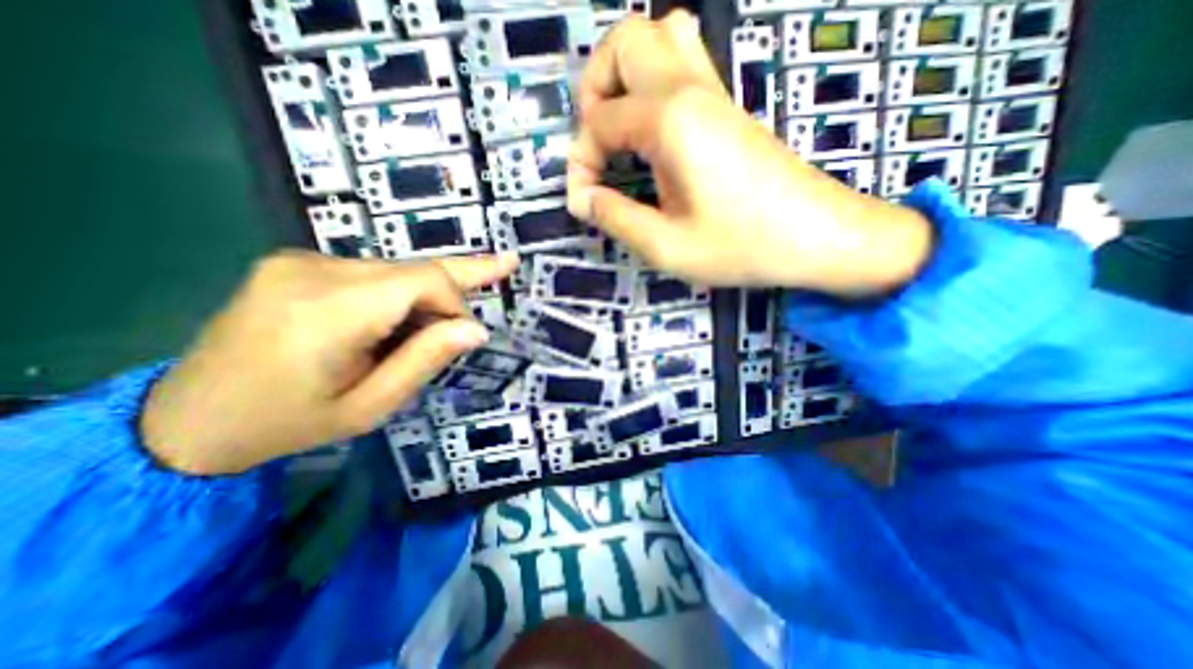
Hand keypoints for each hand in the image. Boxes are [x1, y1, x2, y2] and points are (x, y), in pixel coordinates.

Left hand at [142, 252, 518, 475]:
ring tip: (432, 328)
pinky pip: (373, 272)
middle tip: (508, 264)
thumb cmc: (288, 423)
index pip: (423, 280)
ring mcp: (299, 260)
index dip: (457, 302)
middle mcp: (313, 270)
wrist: (188, 418)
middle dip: (454, 289)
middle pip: (414, 268)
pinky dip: (399, 293)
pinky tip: (398, 319)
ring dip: (425, 296)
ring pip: (397, 269)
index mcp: (329, 311)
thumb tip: (477, 329)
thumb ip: (425, 360)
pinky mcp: (295, 262)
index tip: (468, 335)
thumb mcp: (370, 406)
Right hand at [564, 11, 931, 293]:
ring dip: (626, 74)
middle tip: (597, 142)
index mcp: (669, 121)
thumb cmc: (741, 245)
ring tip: (620, 127)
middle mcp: (689, 89)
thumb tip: (582, 199)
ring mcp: (714, 92)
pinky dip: (653, 82)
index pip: (599, 122)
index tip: (584, 202)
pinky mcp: (727, 108)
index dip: (580, 162)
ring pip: (660, 35)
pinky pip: (684, 61)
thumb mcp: (666, 246)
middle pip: (625, 39)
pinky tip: (652, 131)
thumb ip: (615, 218)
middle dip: (594, 88)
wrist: (817, 236)